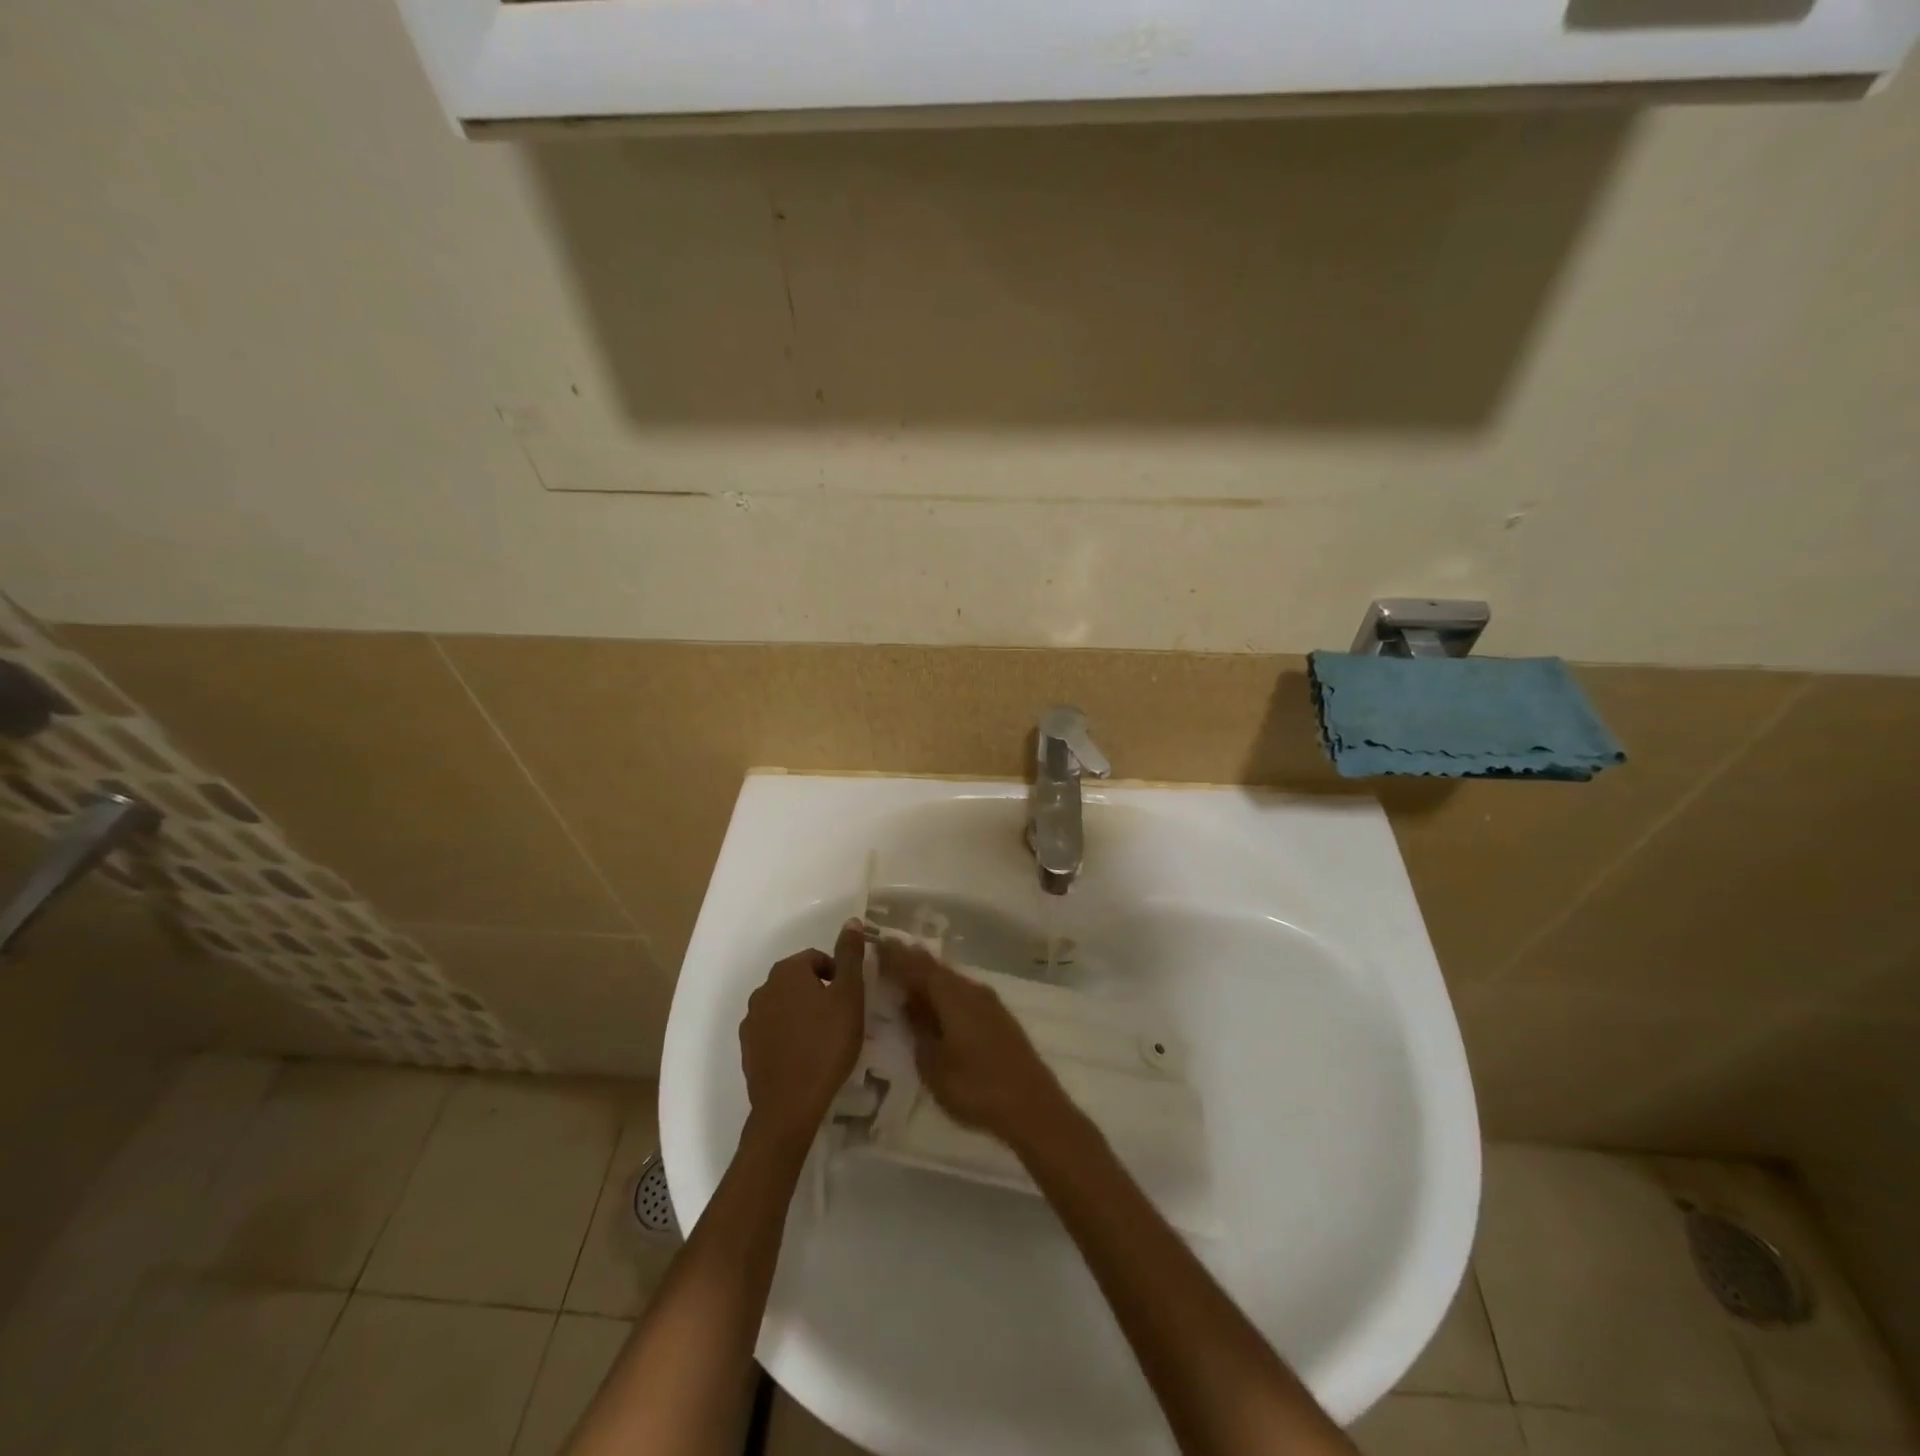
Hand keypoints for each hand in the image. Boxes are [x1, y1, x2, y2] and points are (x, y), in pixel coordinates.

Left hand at [739, 920, 865, 1145]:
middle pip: (798, 981)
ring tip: (823, 1039)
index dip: (838, 975)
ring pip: (784, 1006)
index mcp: (787, 972)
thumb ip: (850, 956)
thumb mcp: (850, 996)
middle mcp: (763, 989)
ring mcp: (751, 1020)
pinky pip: (772, 1031)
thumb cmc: (827, 1044)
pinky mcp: (747, 1048)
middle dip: (819, 993)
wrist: (790, 1104)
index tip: (850, 1000)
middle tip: (840, 1018)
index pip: (817, 958)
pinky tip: (803, 1056)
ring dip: (802, 1014)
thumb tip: (852, 920)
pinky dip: (787, 1036)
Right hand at [876, 939, 1072, 1148]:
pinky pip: (963, 994)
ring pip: (951, 981)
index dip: (897, 956)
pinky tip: (936, 1003)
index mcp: (953, 996)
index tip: (877, 943)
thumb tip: (909, 1006)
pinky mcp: (998, 1018)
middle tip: (888, 953)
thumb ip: (919, 1031)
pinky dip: (944, 993)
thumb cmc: (976, 1087)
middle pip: (937, 969)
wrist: (1032, 1106)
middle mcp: (971, 990)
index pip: (918, 967)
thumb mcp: (934, 1065)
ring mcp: (989, 1003)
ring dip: (929, 978)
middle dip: (912, 961)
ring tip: (906, 977)